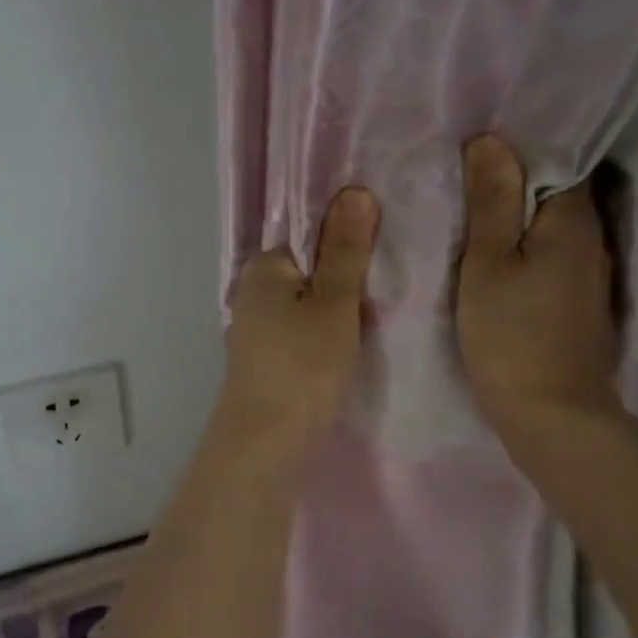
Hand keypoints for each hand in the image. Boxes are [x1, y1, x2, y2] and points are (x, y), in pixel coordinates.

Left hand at [218, 186, 379, 445]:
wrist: (265, 446)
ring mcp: (256, 328)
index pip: (311, 234)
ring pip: (309, 304)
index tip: (384, 261)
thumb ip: (345, 251)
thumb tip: (355, 191)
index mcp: (263, 267)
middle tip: (384, 299)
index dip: (351, 244)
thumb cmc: (303, 367)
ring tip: (375, 324)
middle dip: (348, 281)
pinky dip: (326, 335)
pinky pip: (303, 331)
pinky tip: (349, 351)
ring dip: (341, 311)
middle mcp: (252, 291)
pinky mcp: (266, 359)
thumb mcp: (334, 304)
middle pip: (312, 269)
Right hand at [456, 135, 620, 426]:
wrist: (552, 416)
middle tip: (464, 175)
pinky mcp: (579, 306)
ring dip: (519, 218)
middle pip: (556, 195)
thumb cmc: (511, 335)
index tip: (477, 147)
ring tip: (473, 211)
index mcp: (573, 222)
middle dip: (516, 182)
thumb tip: (491, 140)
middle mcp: (592, 242)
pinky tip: (496, 258)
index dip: (519, 150)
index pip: (558, 161)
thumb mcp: (487, 264)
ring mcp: (589, 277)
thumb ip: (491, 203)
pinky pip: (551, 259)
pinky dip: (526, 250)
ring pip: (552, 230)